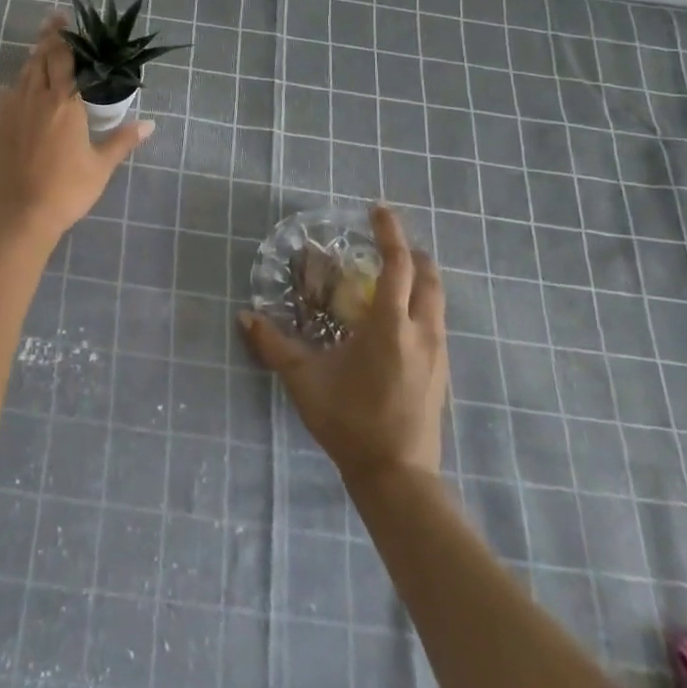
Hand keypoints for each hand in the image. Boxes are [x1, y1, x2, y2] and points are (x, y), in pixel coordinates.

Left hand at [0, 11, 153, 242]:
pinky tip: (18, 88)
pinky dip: (16, 84)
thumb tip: (150, 124)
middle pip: (40, 57)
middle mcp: (36, 96)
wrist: (18, 213)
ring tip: (40, 50)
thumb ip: (123, 140)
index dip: (65, 35)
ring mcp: (11, 109)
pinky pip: (6, 94)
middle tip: (53, 21)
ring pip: (23, 73)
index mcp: (65, 102)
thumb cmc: (66, 189)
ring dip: (33, 59)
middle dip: (48, 38)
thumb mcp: (100, 165)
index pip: (64, 58)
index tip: (66, 17)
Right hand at [240, 205, 448, 483]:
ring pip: (437, 301)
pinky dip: (421, 304)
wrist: (397, 477)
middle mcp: (421, 332)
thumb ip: (274, 345)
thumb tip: (245, 317)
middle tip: (388, 241)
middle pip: (428, 277)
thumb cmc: (350, 421)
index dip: (390, 233)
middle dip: (412, 252)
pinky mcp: (441, 374)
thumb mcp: (305, 381)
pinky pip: (436, 323)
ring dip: (420, 279)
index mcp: (390, 326)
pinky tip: (398, 320)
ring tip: (393, 275)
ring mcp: (437, 354)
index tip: (379, 210)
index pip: (397, 265)